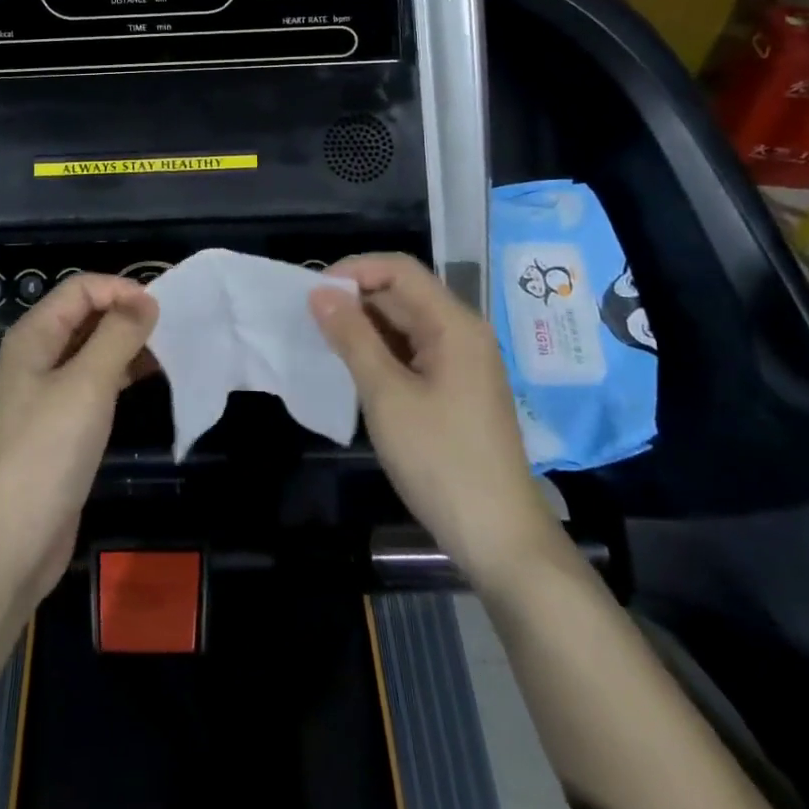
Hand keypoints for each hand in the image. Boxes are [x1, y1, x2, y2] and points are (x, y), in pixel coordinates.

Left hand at [0, 274, 157, 607]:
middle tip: (173, 327)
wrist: (12, 541)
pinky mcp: (63, 422)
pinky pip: (96, 381)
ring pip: (94, 348)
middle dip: (127, 313)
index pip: (81, 288)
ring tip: (170, 350)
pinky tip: (152, 378)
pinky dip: (122, 373)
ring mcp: (49, 390)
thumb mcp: (87, 385)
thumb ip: (118, 335)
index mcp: (34, 335)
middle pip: (86, 314)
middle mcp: (38, 355)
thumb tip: (146, 299)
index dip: (120, 289)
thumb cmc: (47, 452)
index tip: (160, 309)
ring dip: (128, 343)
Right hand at [310, 254, 555, 588]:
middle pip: (402, 294)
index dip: (354, 270)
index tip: (313, 293)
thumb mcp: (387, 396)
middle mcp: (461, 333)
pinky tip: (353, 368)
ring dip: (365, 326)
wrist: (500, 539)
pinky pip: (413, 351)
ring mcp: (461, 362)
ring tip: (323, 342)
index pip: (399, 270)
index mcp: (454, 324)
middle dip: (355, 299)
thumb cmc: (441, 461)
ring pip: (405, 323)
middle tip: (309, 320)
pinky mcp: (456, 388)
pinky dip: (380, 351)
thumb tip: (319, 292)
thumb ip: (352, 337)